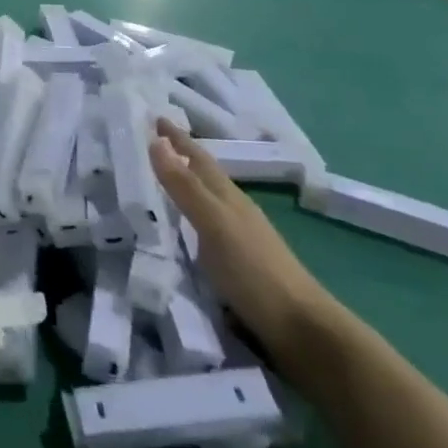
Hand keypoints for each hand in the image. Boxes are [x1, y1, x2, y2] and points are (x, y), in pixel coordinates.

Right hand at [148, 120, 341, 368]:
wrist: (301, 330)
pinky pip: (200, 227)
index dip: (176, 138)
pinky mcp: (233, 264)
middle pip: (202, 176)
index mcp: (229, 197)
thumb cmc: (255, 271)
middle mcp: (233, 211)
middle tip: (146, 142)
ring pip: (202, 201)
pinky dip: (183, 217)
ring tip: (152, 180)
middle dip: (177, 157)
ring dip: (180, 186)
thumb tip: (156, 140)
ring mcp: (236, 238)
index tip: (153, 116)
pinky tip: (173, 228)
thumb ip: (184, 186)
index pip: (198, 158)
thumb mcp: (214, 224)